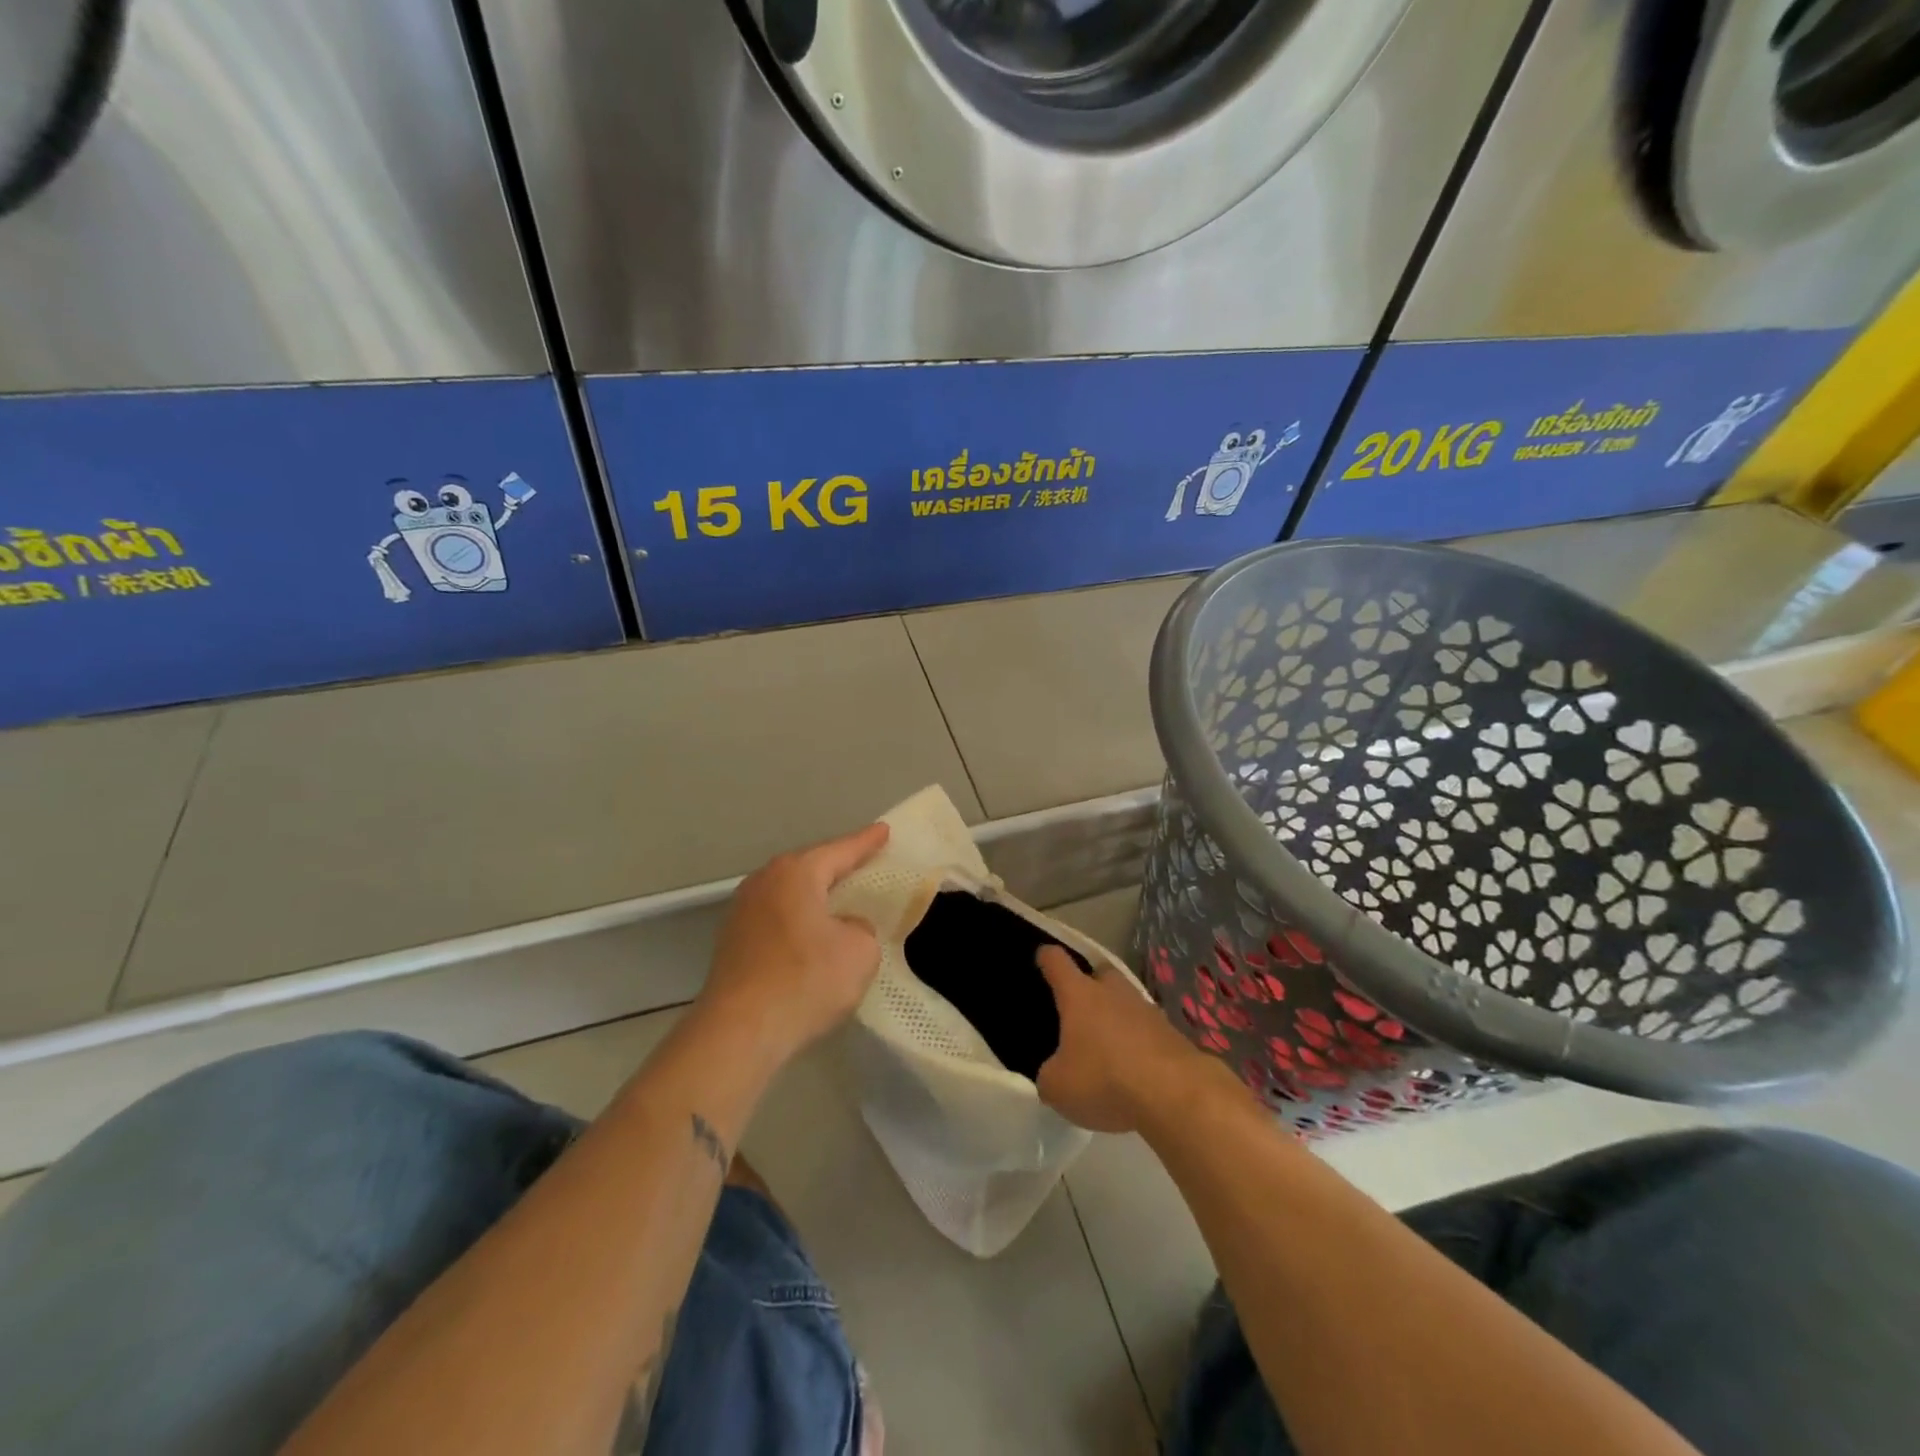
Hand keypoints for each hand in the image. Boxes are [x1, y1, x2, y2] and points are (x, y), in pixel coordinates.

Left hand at [696, 823, 890, 1065]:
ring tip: (839, 899)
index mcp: (796, 873)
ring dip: (815, 896)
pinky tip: (811, 937)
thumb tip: (844, 928)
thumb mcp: (859, 952)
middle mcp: (764, 881)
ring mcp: (742, 911)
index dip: (866, 842)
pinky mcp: (732, 942)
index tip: (884, 830)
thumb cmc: (805, 980)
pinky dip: (798, 921)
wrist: (739, 1032)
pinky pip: (777, 918)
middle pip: (810, 867)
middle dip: (837, 866)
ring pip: (790, 894)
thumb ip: (861, 928)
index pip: (840, 850)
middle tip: (865, 863)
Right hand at [1035, 946, 1213, 1133]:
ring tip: (1107, 1045)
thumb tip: (1055, 1073)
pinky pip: (1147, 1028)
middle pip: (1099, 972)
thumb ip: (1049, 1075)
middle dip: (1089, 984)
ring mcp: (1147, 1009)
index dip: (1046, 958)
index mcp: (1079, 995)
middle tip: (1079, 1009)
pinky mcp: (1172, 1032)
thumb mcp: (1058, 1088)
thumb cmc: (1105, 1080)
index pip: (1057, 961)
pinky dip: (1138, 1041)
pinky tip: (1134, 1066)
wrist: (1176, 1094)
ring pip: (1126, 1001)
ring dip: (1116, 1016)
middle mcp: (1113, 992)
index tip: (1041, 958)